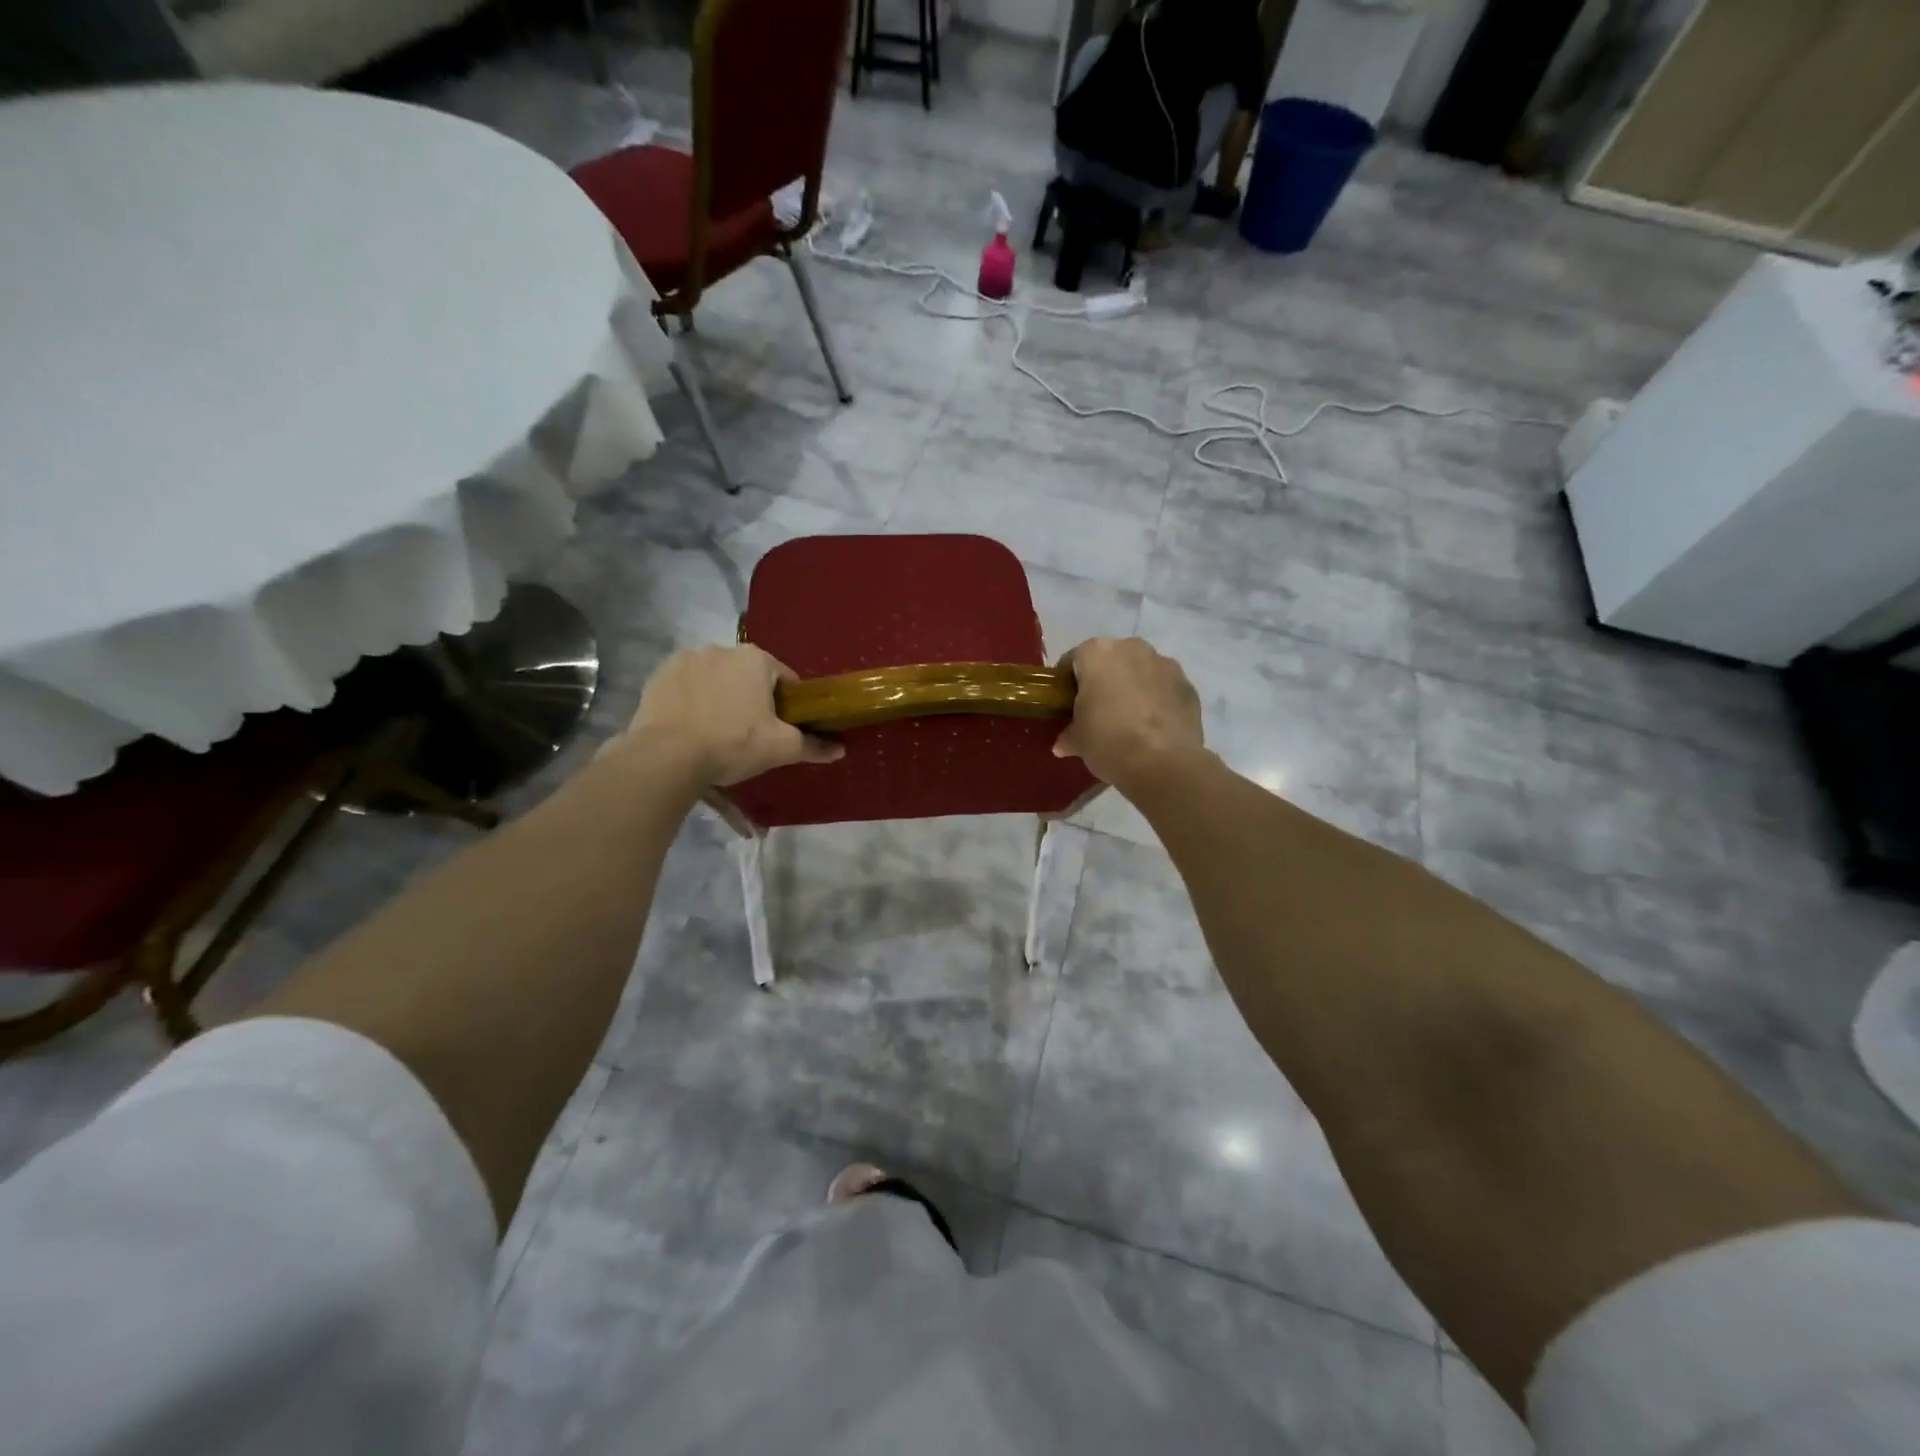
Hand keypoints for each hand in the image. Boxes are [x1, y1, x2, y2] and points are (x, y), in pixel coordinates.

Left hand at [625, 645, 842, 786]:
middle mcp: (721, 649)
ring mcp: (685, 659)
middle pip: (747, 676)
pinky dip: (691, 701)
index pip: (784, 679)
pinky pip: (685, 687)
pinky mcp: (658, 676)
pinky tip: (690, 727)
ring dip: (720, 696)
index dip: (788, 704)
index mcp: (756, 659)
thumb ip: (812, 745)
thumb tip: (840, 750)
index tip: (782, 727)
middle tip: (749, 733)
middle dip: (751, 698)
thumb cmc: (733, 743)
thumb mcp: (781, 748)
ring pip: (715, 679)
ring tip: (716, 731)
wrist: (668, 756)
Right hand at [1054, 637, 1203, 787]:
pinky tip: (1153, 727)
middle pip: (1111, 660)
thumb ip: (1069, 735)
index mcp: (1097, 653)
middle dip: (1104, 680)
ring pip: (1141, 671)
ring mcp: (1165, 663)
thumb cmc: (1108, 741)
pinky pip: (1165, 688)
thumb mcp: (1078, 741)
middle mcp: (1132, 648)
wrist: (1162, 763)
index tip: (1067, 704)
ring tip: (1130, 720)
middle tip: (1098, 712)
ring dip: (1134, 687)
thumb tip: (1063, 744)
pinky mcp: (1188, 685)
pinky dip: (1158, 700)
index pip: (1073, 661)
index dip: (1068, 683)